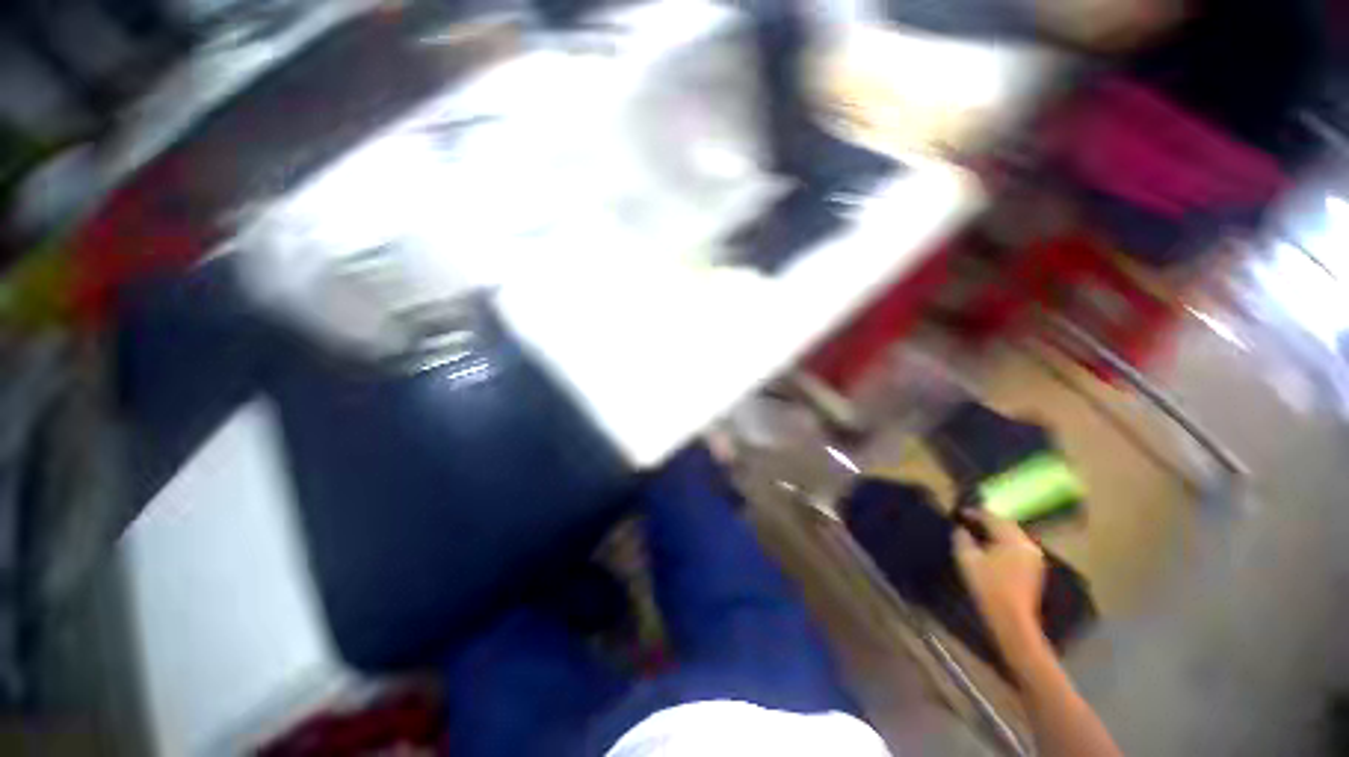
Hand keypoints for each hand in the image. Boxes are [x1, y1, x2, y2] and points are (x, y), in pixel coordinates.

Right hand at [954, 511, 1046, 646]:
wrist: (1012, 620)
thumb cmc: (988, 586)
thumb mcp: (967, 559)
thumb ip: (962, 539)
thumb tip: (961, 529)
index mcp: (1012, 539)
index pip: (992, 517)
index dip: (974, 513)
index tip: (959, 512)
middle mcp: (1027, 544)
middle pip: (1006, 524)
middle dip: (988, 521)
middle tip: (969, 520)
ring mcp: (1034, 558)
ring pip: (1013, 536)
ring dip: (997, 532)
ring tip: (980, 533)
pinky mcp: (1034, 570)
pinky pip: (1018, 547)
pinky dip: (1004, 543)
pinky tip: (993, 549)